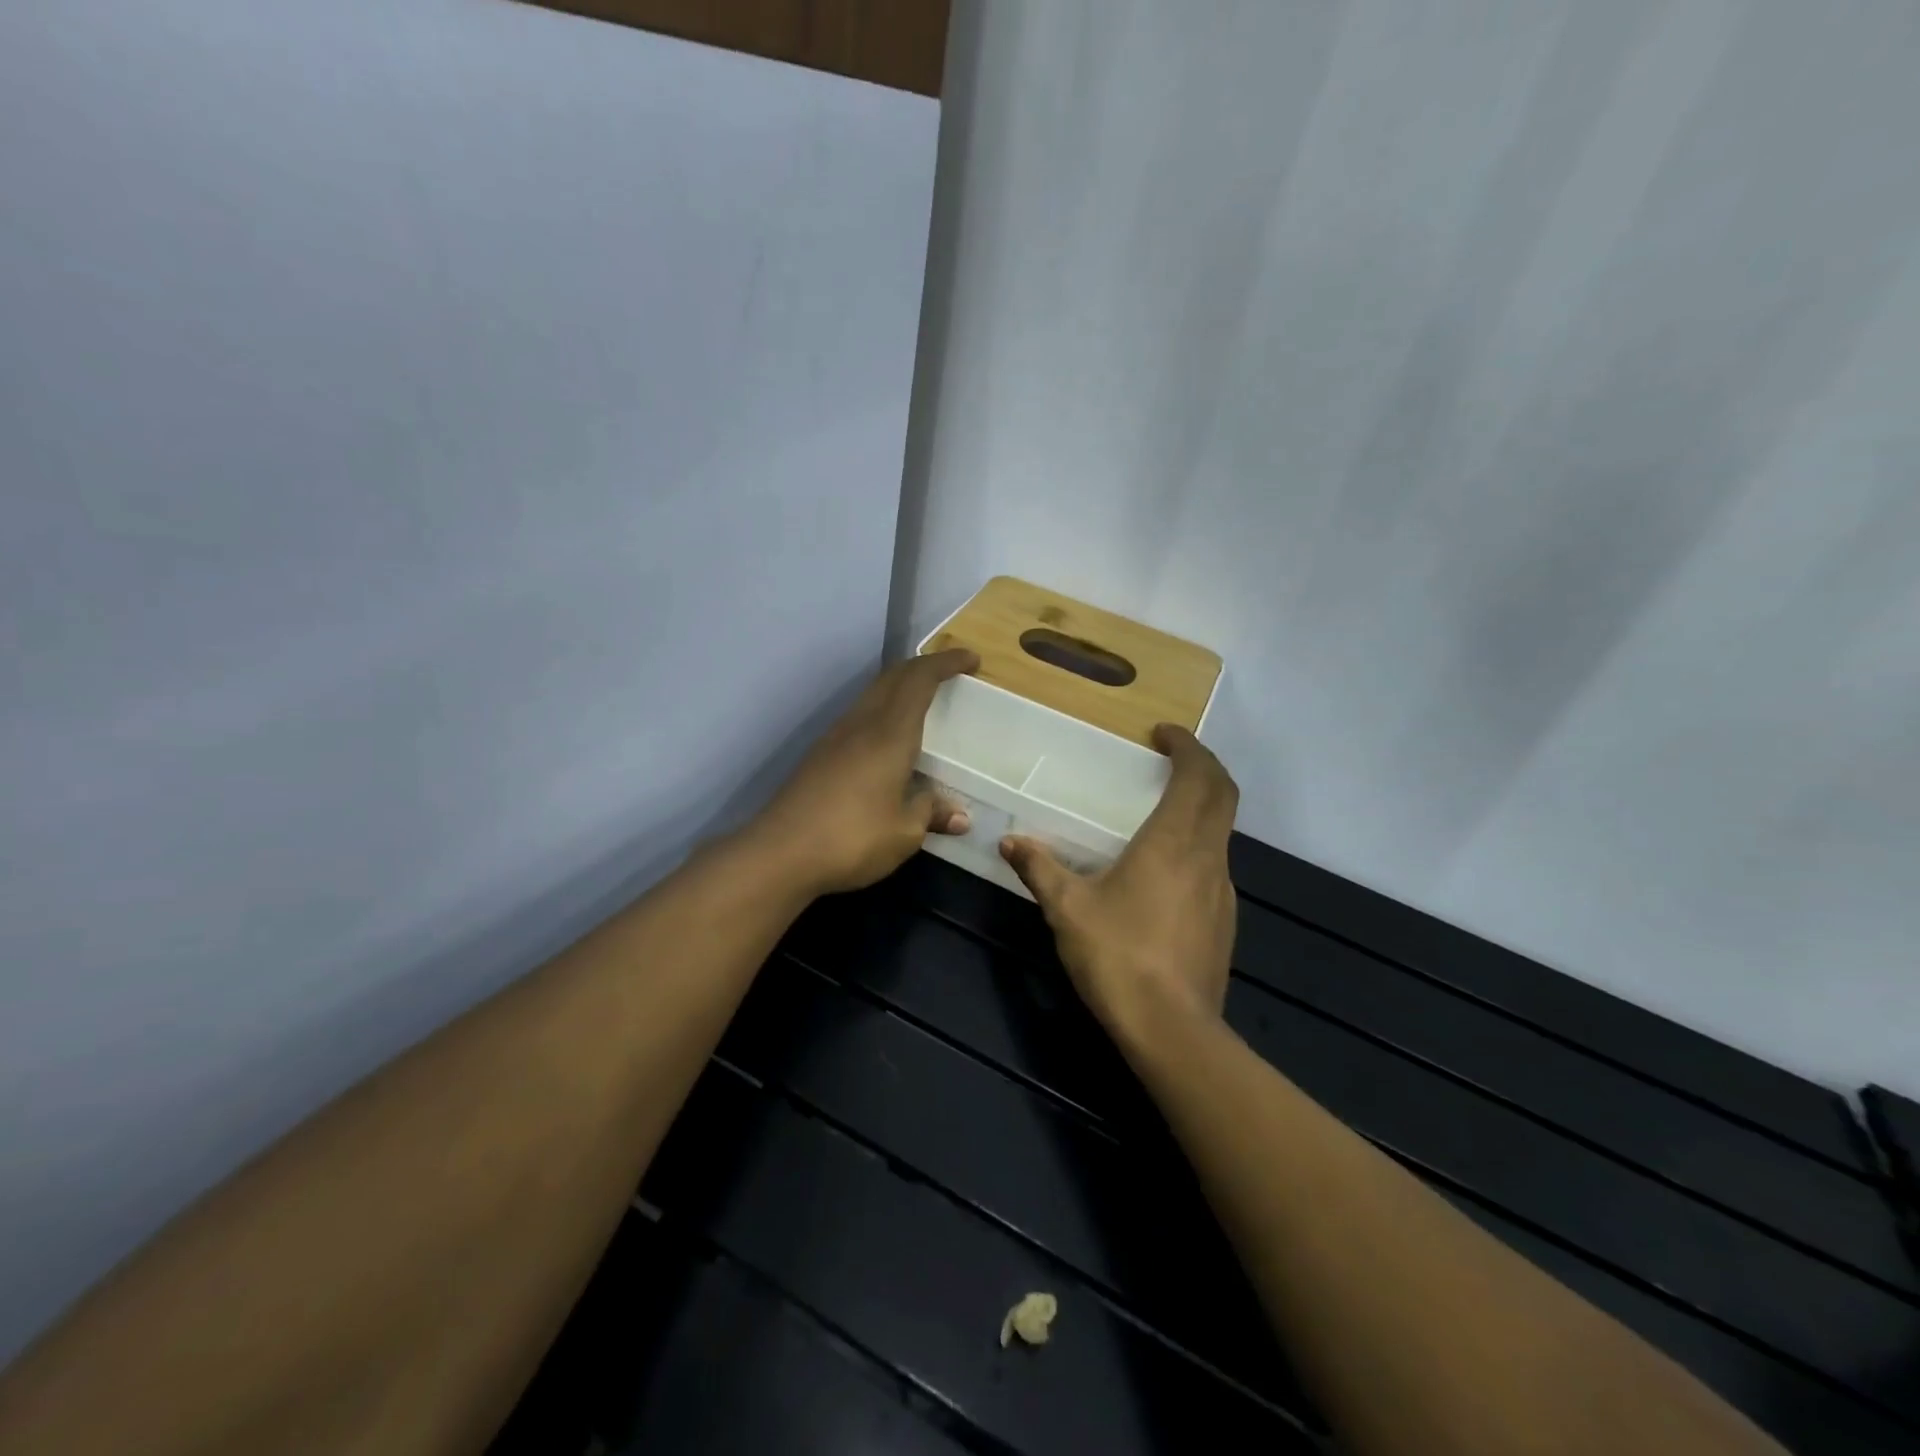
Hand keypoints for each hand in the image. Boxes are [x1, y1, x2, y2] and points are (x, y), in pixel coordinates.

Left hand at [749, 649, 979, 897]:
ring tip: (922, 702)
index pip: (919, 679)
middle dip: (923, 667)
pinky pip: (859, 716)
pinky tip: (888, 740)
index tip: (971, 659)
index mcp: (890, 734)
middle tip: (950, 674)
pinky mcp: (820, 755)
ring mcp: (835, 737)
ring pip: (872, 694)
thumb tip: (959, 816)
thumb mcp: (905, 833)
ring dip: (899, 687)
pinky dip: (882, 710)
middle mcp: (861, 724)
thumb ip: (931, 814)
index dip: (946, 662)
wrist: (779, 853)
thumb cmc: (852, 839)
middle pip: (892, 677)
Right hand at [999, 725, 1238, 1044]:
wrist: (1172, 1030)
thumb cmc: (1118, 956)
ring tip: (1165, 807)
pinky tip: (1166, 868)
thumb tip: (1010, 842)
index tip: (1164, 734)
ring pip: (1222, 830)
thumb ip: (1040, 869)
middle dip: (1203, 766)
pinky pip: (1215, 862)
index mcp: (1174, 841)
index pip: (1199, 776)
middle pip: (1223, 795)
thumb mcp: (1067, 909)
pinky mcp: (1224, 919)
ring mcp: (1223, 889)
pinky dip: (1199, 843)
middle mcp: (1207, 856)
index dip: (1188, 746)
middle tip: (1172, 757)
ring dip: (1203, 805)